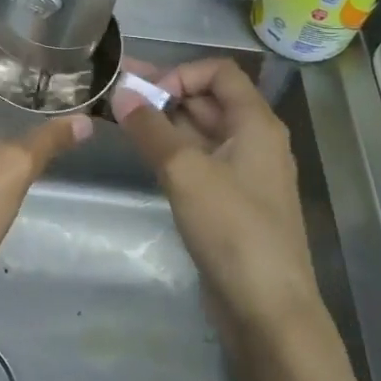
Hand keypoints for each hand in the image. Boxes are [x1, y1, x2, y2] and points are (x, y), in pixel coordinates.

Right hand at [112, 59, 321, 347]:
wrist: (266, 307)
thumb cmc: (233, 229)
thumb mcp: (186, 171)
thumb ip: (151, 129)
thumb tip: (121, 93)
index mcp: (256, 124)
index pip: (219, 72)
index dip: (180, 74)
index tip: (145, 95)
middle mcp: (253, 141)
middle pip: (208, 100)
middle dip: (163, 94)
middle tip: (114, 96)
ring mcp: (241, 173)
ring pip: (199, 132)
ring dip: (163, 123)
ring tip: (118, 120)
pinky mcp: (228, 201)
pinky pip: (198, 161)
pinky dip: (170, 151)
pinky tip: (142, 155)